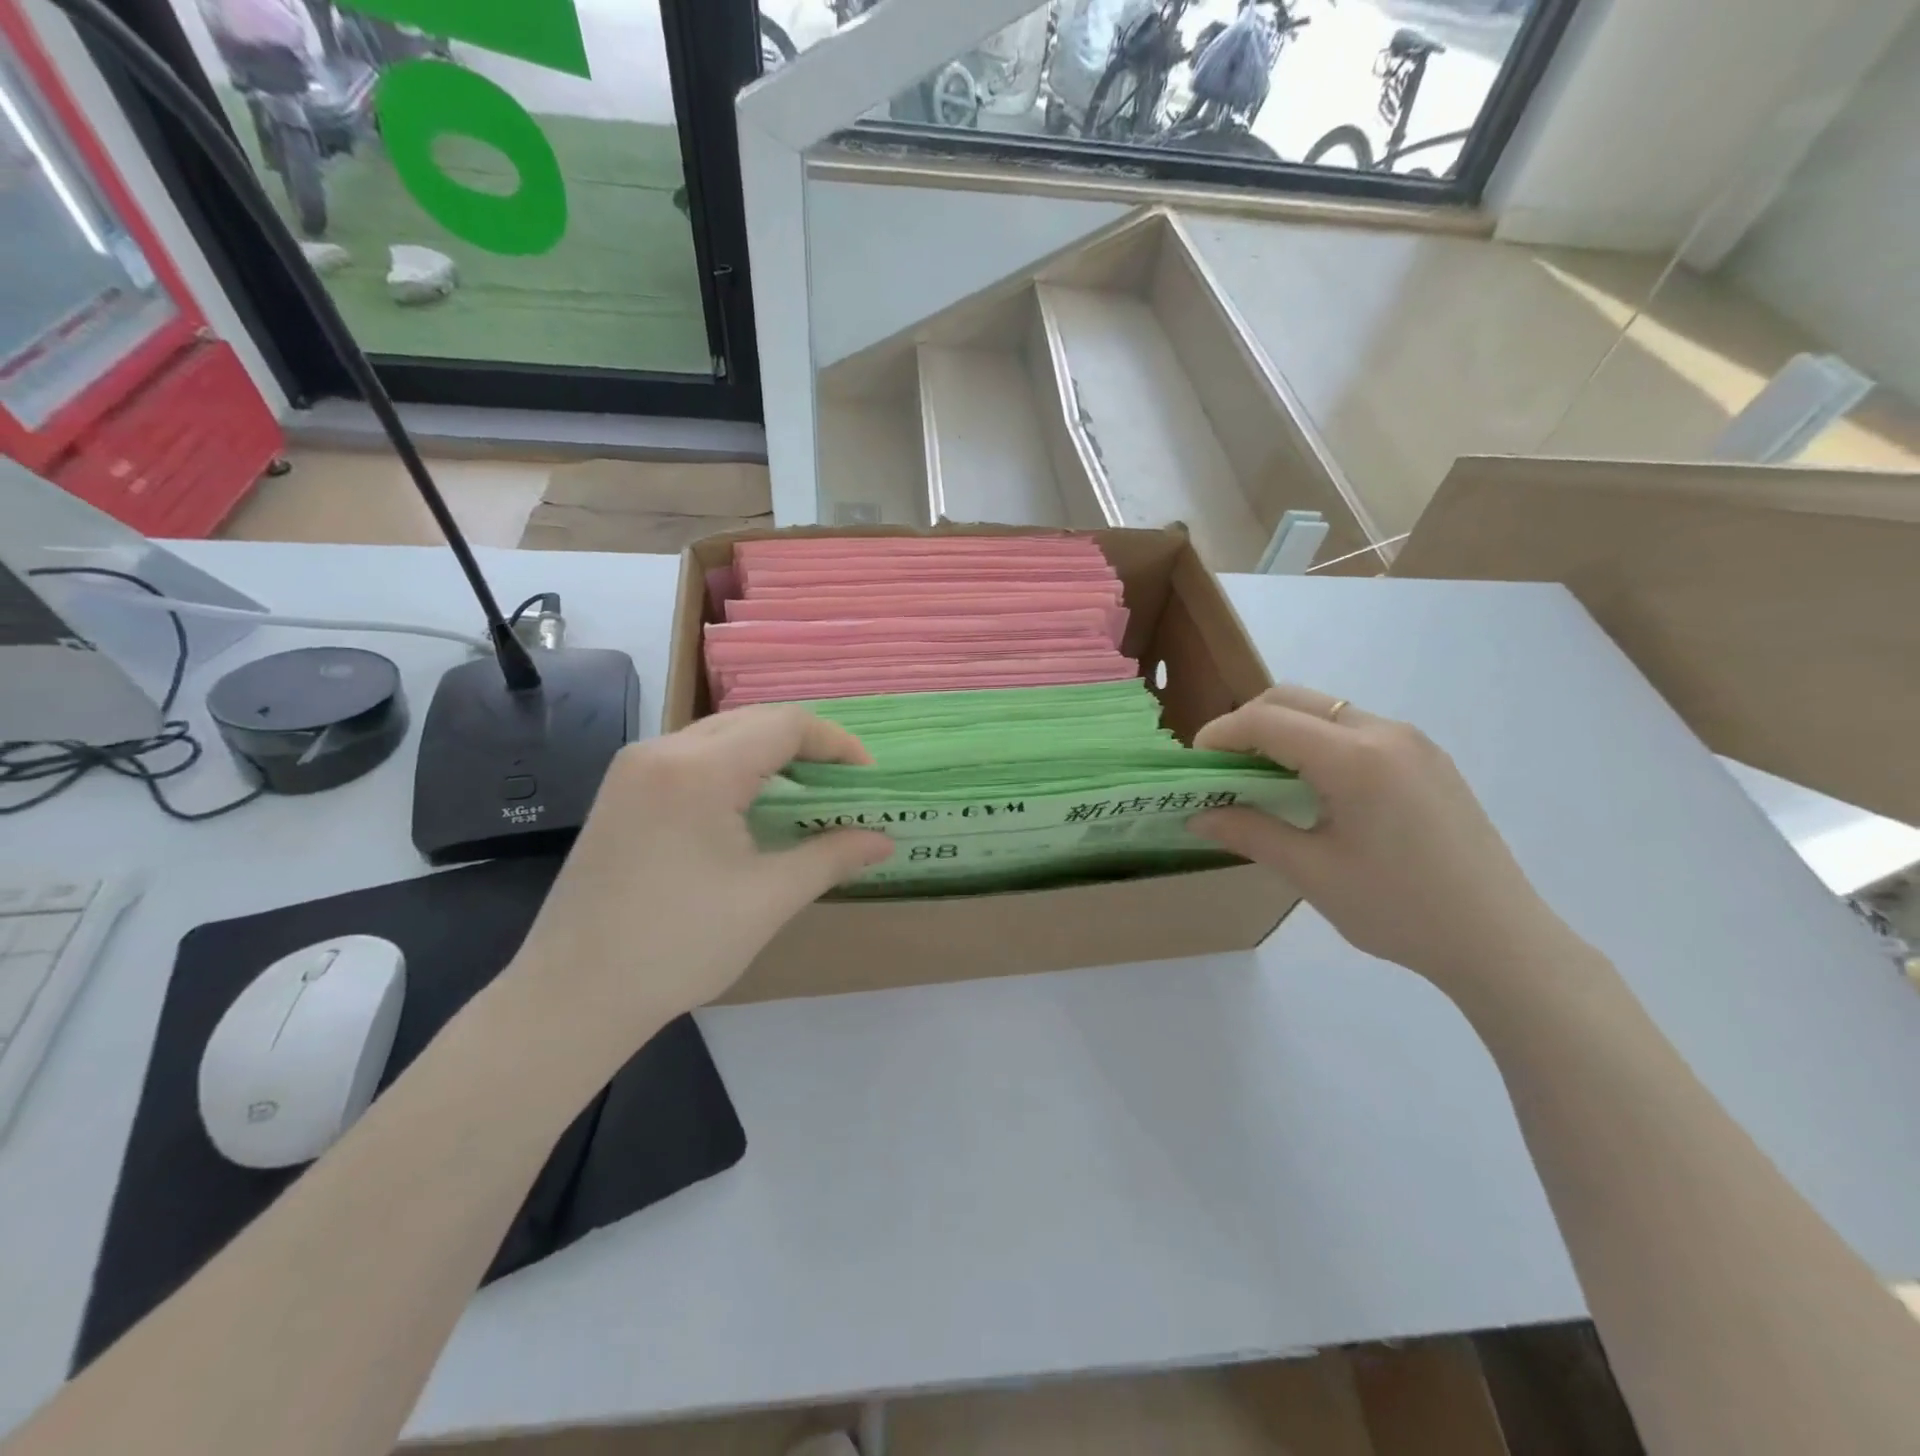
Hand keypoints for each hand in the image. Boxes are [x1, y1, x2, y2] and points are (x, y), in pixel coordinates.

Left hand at [505, 706, 892, 1042]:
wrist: (571, 996)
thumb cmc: (678, 946)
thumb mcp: (769, 899)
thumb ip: (832, 856)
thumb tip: (885, 840)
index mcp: (699, 769)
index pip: (785, 724)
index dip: (835, 743)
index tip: (867, 777)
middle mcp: (661, 751)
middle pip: (752, 721)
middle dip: (805, 746)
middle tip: (841, 786)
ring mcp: (633, 770)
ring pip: (720, 736)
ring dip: (768, 756)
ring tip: (804, 796)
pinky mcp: (620, 793)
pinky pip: (691, 758)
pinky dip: (733, 770)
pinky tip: (749, 808)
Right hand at [1190, 685, 1565, 990]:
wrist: (1501, 941)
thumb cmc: (1399, 909)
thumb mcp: (1312, 873)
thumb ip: (1249, 832)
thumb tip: (1198, 817)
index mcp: (1354, 758)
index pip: (1267, 721)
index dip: (1220, 734)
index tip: (1194, 764)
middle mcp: (1384, 732)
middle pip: (1295, 700)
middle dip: (1247, 723)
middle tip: (1222, 766)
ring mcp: (1413, 742)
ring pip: (1326, 710)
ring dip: (1283, 730)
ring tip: (1262, 777)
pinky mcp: (1429, 759)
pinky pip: (1356, 729)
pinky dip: (1317, 741)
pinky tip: (1313, 786)